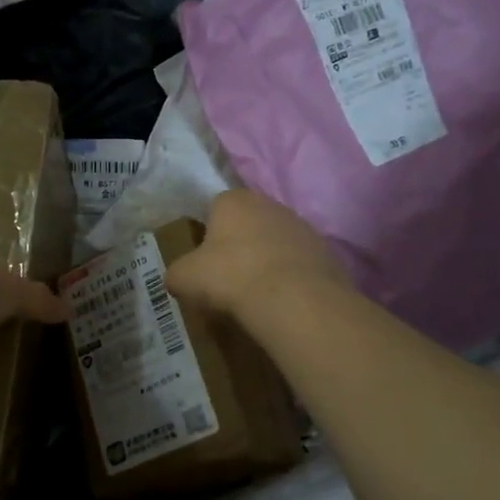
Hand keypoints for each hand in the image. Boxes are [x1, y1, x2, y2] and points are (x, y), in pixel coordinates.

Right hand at [167, 188, 348, 319]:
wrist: (292, 299)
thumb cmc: (230, 276)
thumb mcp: (185, 278)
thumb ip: (176, 274)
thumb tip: (177, 279)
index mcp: (233, 200)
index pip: (214, 209)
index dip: (208, 235)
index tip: (205, 262)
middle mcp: (269, 203)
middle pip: (247, 223)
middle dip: (238, 245)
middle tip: (228, 278)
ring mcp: (301, 225)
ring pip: (274, 241)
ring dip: (266, 260)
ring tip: (256, 293)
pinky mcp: (324, 251)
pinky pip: (297, 262)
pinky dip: (289, 277)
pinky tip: (281, 299)